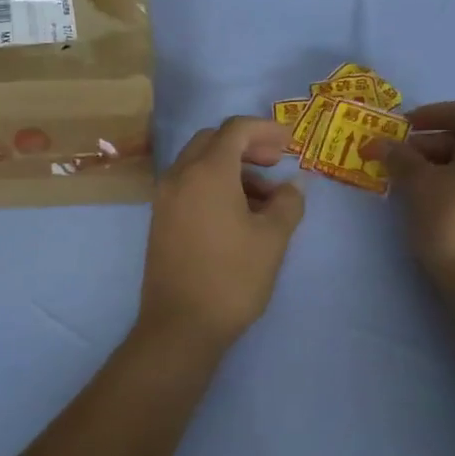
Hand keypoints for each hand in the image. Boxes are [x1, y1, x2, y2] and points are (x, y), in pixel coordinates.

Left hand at [138, 117, 305, 351]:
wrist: (181, 326)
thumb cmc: (232, 277)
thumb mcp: (272, 239)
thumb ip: (288, 202)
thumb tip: (293, 184)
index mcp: (207, 171)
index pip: (235, 130)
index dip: (266, 130)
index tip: (290, 144)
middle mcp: (180, 176)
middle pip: (213, 141)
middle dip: (247, 145)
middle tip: (275, 163)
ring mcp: (165, 198)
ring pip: (199, 163)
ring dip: (232, 167)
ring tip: (264, 198)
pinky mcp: (161, 220)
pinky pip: (189, 185)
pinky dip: (214, 185)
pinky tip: (238, 214)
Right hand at [374, 101, 454, 286]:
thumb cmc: (451, 223)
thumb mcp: (418, 185)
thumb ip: (400, 157)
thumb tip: (383, 144)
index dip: (429, 114)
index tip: (402, 128)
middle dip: (431, 145)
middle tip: (400, 160)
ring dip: (444, 166)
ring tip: (414, 184)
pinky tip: (438, 204)